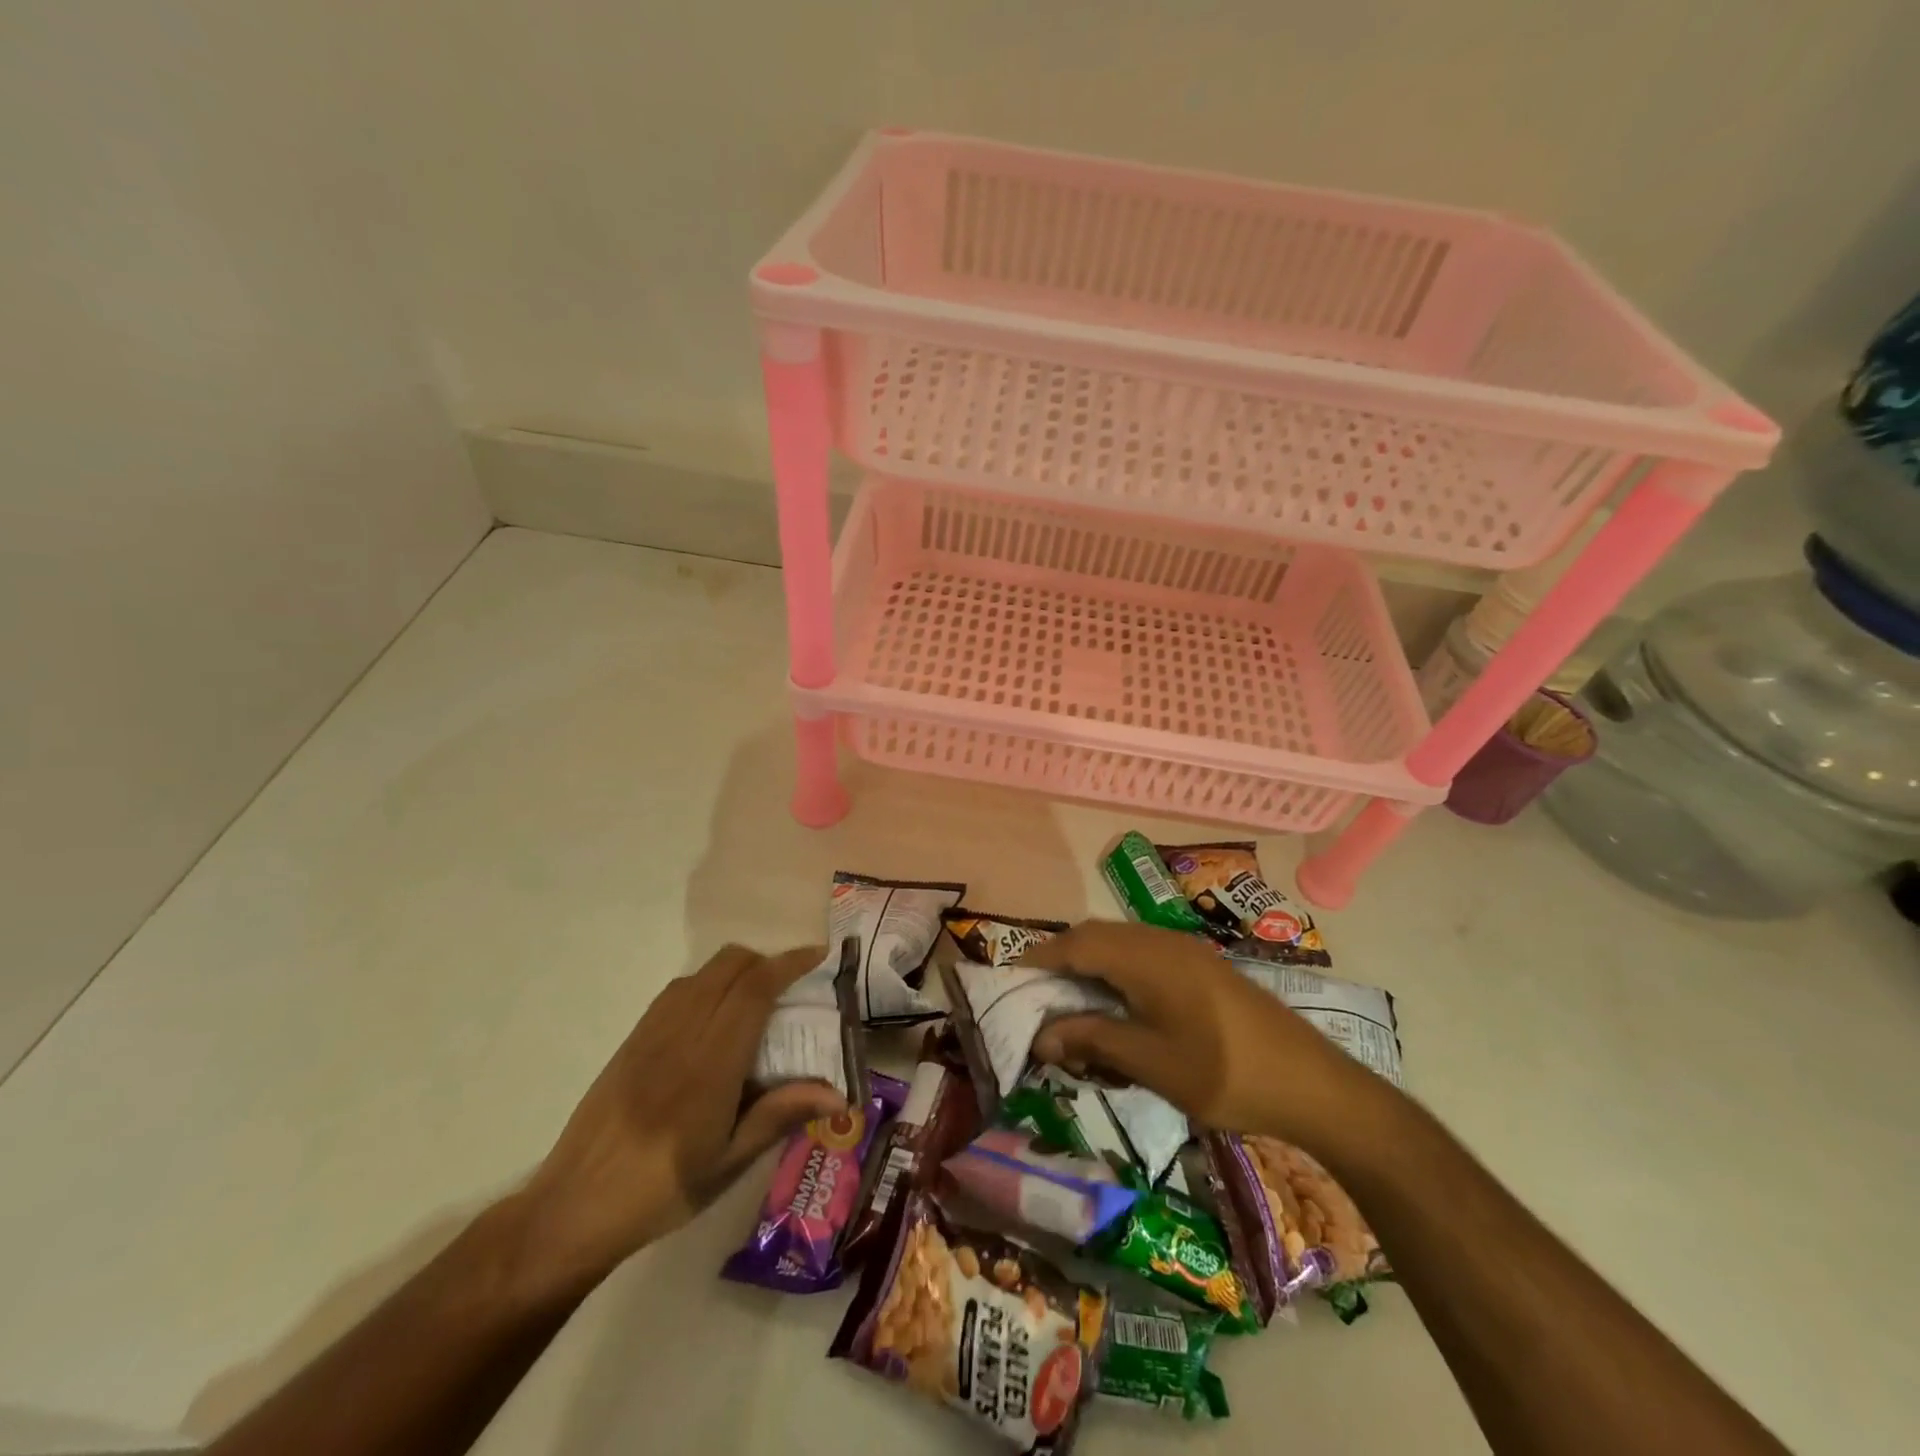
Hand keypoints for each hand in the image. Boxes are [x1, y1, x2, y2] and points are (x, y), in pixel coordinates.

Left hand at [510, 944, 845, 1292]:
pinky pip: (678, 990)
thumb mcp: (728, 1163)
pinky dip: (707, 983)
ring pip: (703, 972)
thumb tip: (838, 1094)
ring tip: (757, 998)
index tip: (817, 955)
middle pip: (730, 965)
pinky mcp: (633, 1038)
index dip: (789, 964)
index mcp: (712, 1062)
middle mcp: (683, 1032)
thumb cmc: (661, 1191)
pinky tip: (714, 1016)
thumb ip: (781, 1115)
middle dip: (766, 961)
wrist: (573, 1207)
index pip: (755, 989)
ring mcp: (652, 1031)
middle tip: (791, 984)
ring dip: (737, 969)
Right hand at [1023, 920, 1375, 1147]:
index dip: (1040, 958)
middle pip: (1097, 935)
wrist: (1312, 1083)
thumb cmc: (1224, 1074)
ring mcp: (1186, 951)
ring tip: (1072, 1000)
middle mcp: (1163, 941)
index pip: (1077, 943)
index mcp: (1147, 957)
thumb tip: (1042, 1035)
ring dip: (1091, 963)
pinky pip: (1144, 954)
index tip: (1011, 980)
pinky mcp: (1202, 967)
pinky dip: (1117, 970)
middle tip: (1037, 994)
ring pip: (1121, 942)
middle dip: (1063, 959)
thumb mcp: (1151, 1062)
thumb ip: (1093, 1038)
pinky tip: (1119, 1003)